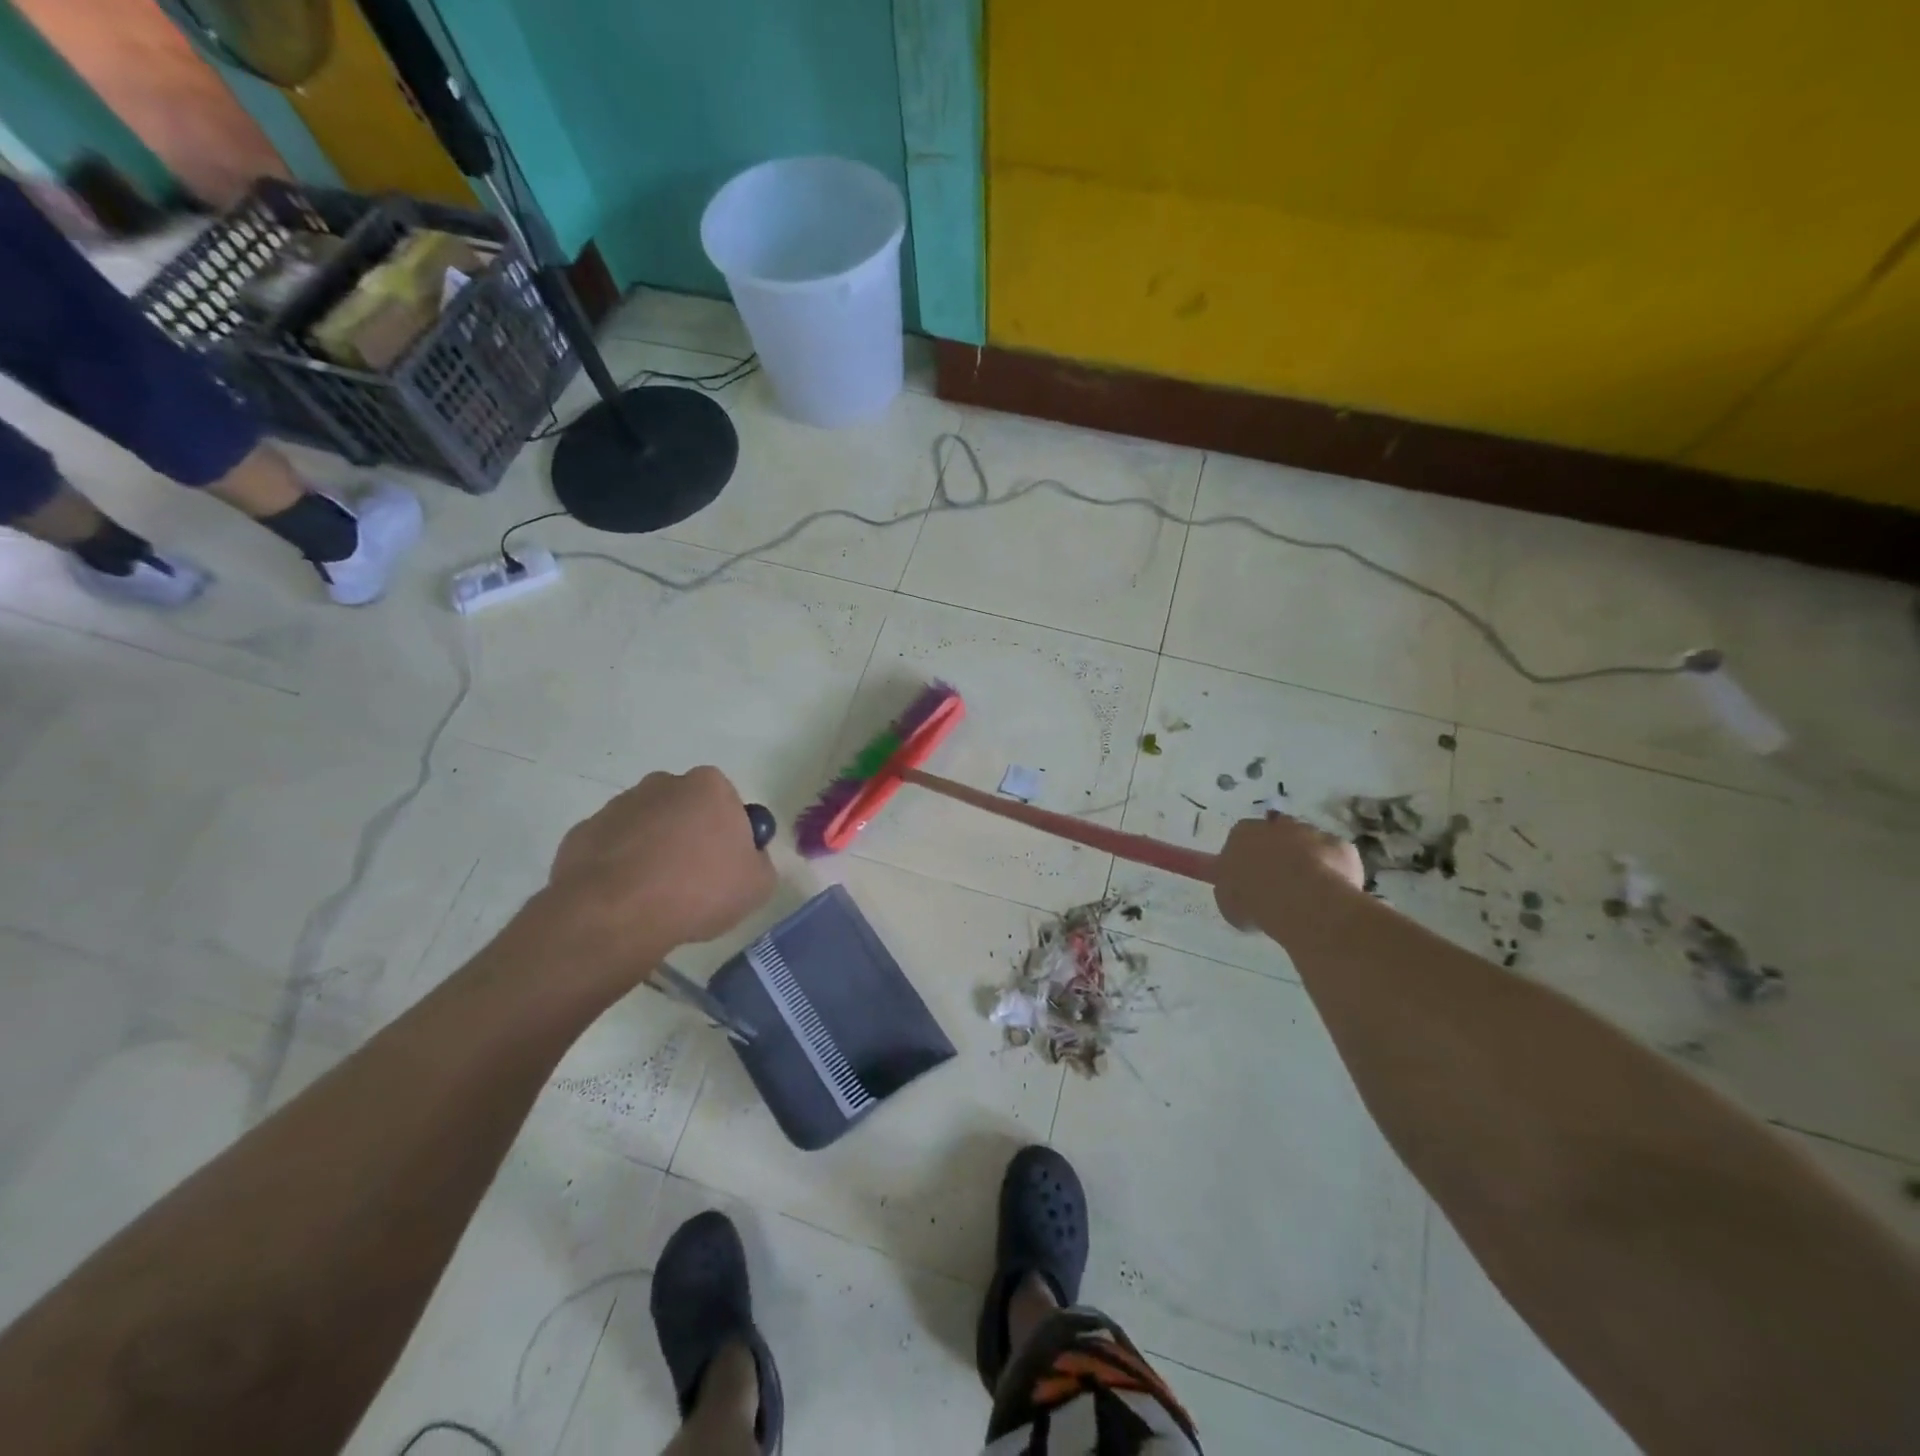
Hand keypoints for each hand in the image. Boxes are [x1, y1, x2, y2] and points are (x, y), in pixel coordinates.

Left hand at [538, 767, 776, 980]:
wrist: (616, 914)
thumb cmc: (699, 890)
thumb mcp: (758, 885)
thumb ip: (760, 862)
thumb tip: (747, 858)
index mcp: (708, 786)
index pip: (727, 803)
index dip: (729, 836)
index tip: (726, 867)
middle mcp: (662, 784)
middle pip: (684, 809)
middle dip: (689, 836)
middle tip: (694, 881)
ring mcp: (617, 806)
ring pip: (646, 827)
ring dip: (653, 851)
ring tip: (656, 896)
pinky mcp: (582, 833)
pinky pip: (612, 849)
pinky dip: (619, 867)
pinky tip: (625, 899)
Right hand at [1214, 812, 1365, 943]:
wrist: (1303, 902)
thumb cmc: (1253, 899)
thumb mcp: (1225, 898)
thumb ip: (1229, 883)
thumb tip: (1232, 881)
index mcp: (1242, 834)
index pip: (1240, 837)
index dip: (1246, 857)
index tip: (1249, 877)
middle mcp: (1275, 826)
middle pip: (1275, 834)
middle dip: (1277, 853)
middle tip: (1279, 882)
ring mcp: (1311, 833)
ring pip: (1308, 842)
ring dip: (1306, 860)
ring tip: (1307, 891)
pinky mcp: (1341, 847)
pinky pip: (1335, 858)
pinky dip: (1334, 871)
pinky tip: (1331, 894)